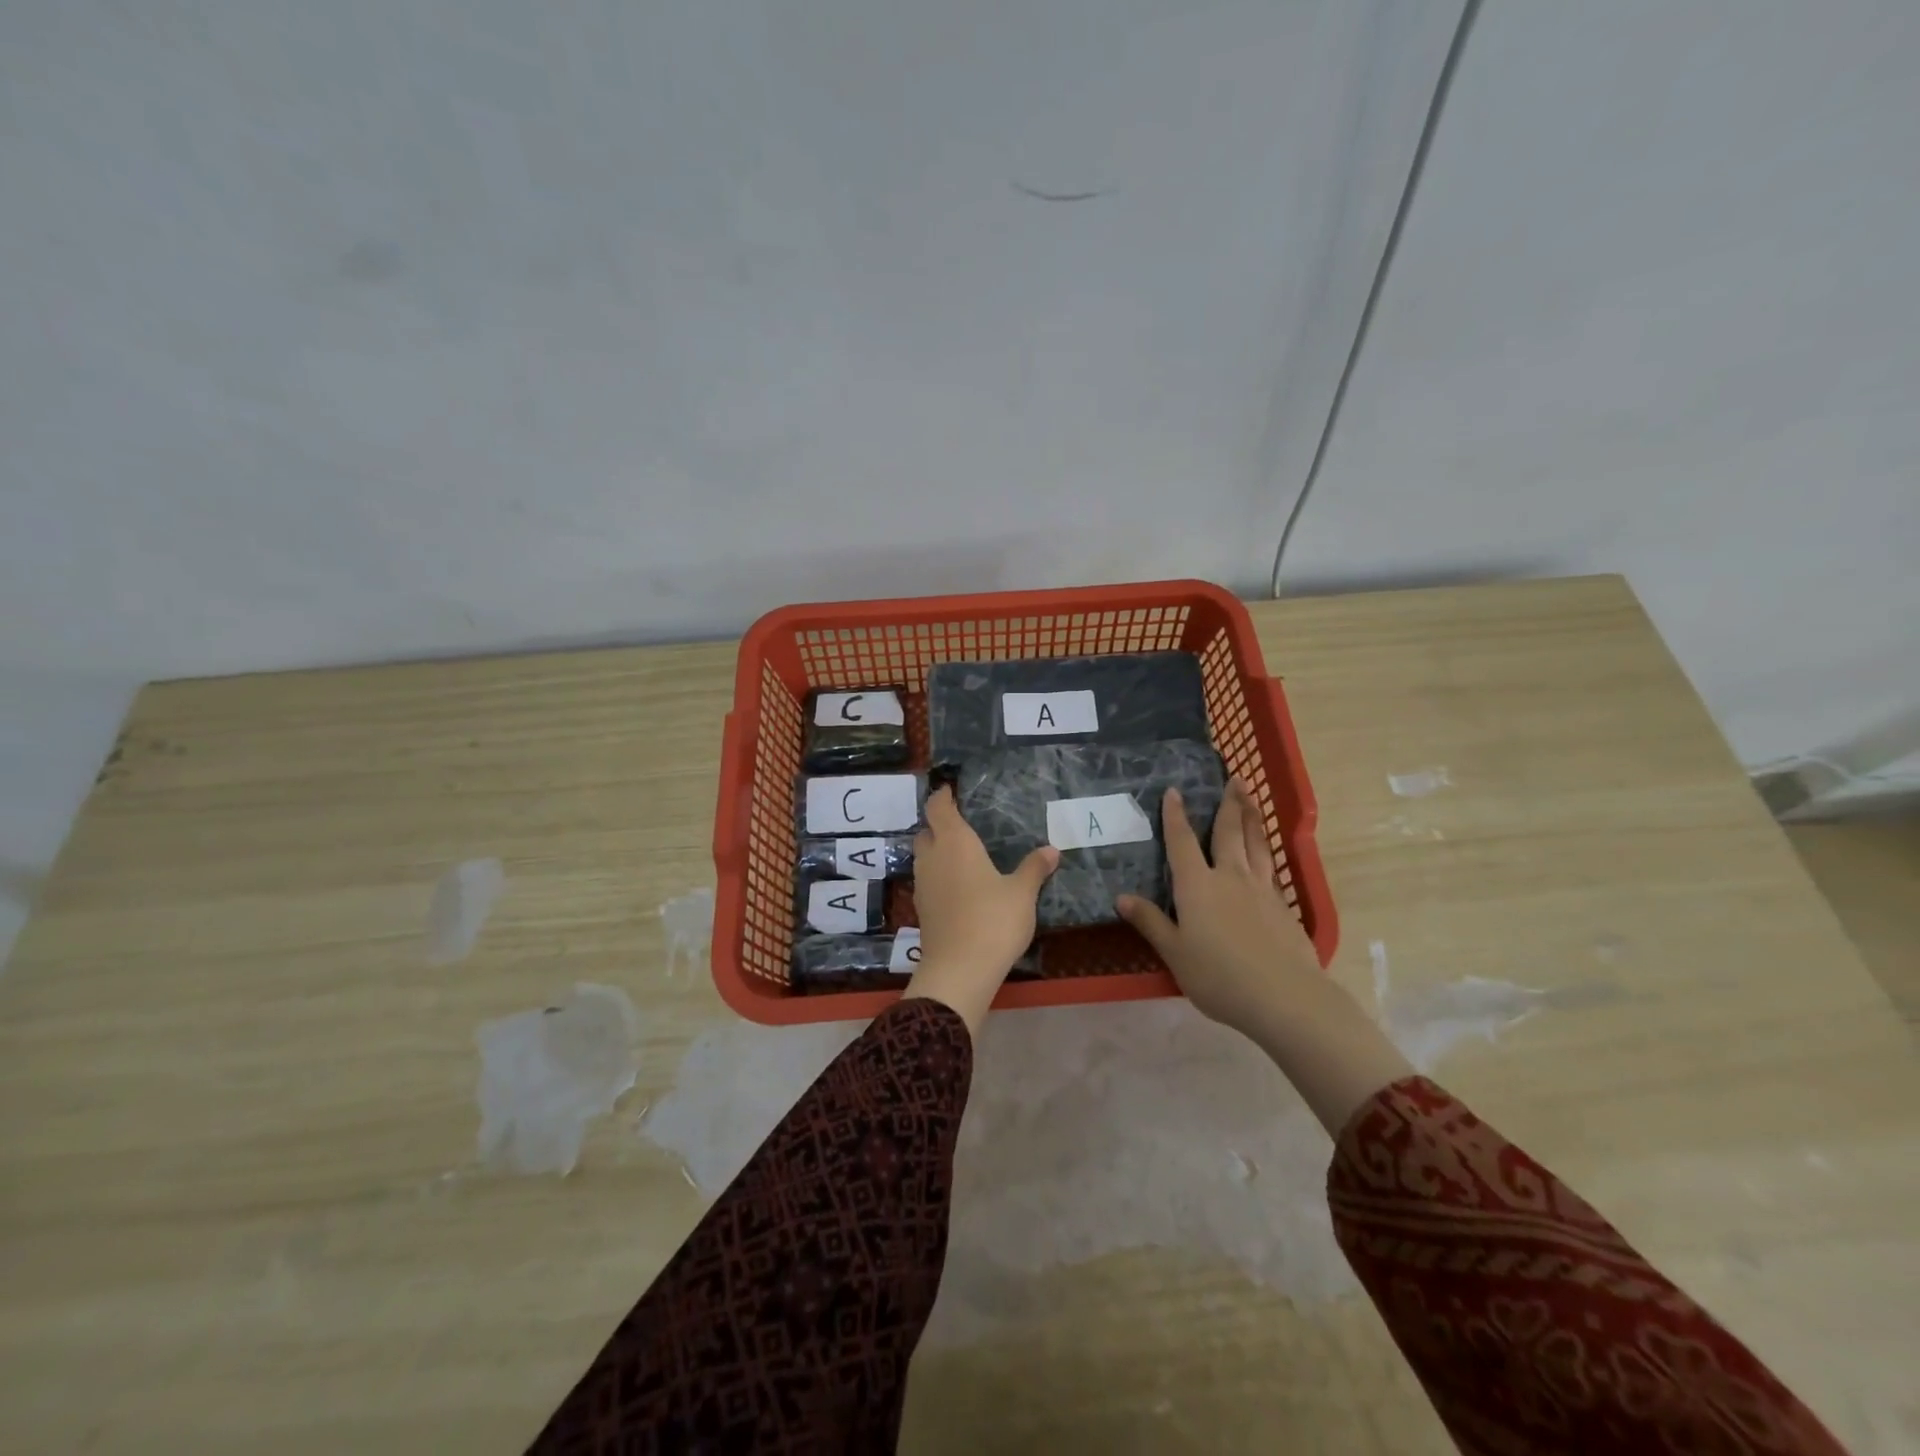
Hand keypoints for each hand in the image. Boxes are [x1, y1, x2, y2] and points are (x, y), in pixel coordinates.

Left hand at [901, 786, 1057, 1034]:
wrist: (960, 970)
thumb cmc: (993, 920)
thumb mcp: (1022, 893)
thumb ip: (1034, 868)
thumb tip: (1051, 850)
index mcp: (955, 843)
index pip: (938, 808)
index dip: (941, 797)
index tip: (949, 790)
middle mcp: (933, 858)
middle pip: (926, 832)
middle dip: (939, 826)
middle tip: (961, 825)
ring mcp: (923, 885)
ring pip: (924, 857)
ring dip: (937, 852)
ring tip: (962, 856)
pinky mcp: (922, 909)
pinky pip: (928, 881)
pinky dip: (939, 876)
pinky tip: (959, 887)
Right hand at [1118, 781, 1412, 1135]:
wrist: (1286, 997)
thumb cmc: (1219, 976)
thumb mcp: (1175, 953)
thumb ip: (1151, 922)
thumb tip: (1122, 897)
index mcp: (1197, 886)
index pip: (1182, 842)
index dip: (1176, 816)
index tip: (1175, 791)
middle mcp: (1230, 877)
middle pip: (1228, 832)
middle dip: (1228, 803)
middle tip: (1234, 778)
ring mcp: (1261, 889)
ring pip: (1256, 843)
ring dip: (1252, 817)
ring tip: (1251, 797)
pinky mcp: (1283, 906)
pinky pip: (1271, 867)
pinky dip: (1266, 850)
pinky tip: (1267, 852)